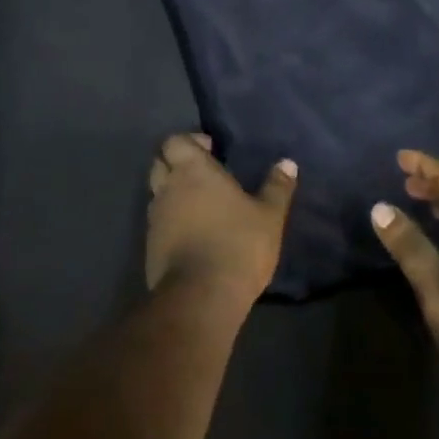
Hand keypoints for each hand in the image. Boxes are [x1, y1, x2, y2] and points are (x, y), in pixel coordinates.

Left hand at [146, 133, 296, 303]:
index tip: (211, 151)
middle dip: (177, 164)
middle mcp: (167, 188)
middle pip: (160, 163)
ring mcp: (155, 219)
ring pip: (157, 194)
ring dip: (173, 194)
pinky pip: (158, 223)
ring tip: (201, 207)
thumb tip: (288, 162)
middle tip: (204, 175)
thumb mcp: (269, 216)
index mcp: (193, 171)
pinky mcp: (150, 247)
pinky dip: (171, 222)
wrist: (201, 296)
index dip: (190, 142)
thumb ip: (277, 187)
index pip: (175, 141)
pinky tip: (194, 235)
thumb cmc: (238, 244)